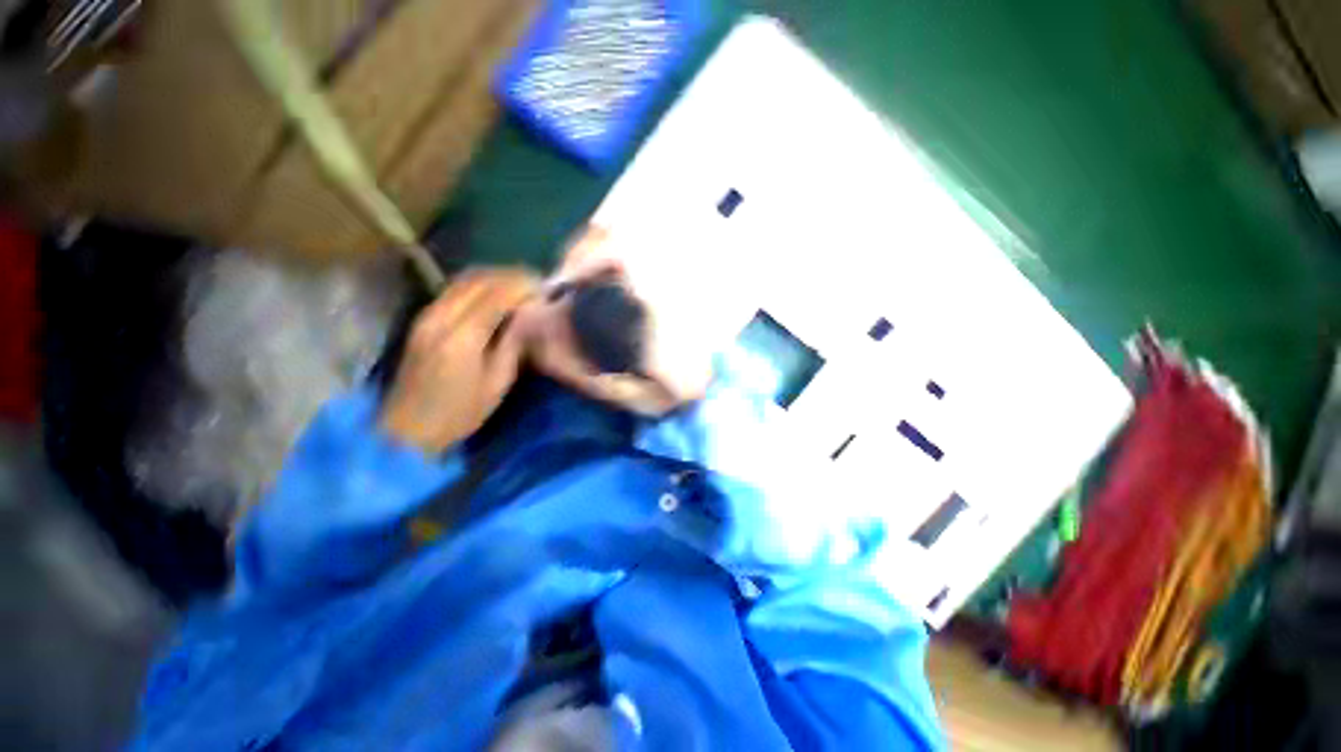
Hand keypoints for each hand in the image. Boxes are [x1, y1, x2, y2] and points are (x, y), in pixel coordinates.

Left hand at [381, 268, 539, 453]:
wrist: (408, 430)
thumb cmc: (460, 413)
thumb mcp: (497, 383)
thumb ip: (513, 344)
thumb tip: (528, 315)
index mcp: (462, 338)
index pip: (496, 295)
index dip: (523, 286)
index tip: (545, 287)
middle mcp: (440, 318)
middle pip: (479, 280)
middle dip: (511, 276)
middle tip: (536, 283)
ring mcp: (427, 316)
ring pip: (464, 280)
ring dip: (495, 276)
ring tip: (520, 284)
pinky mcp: (422, 319)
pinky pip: (454, 289)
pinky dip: (479, 284)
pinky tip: (495, 292)